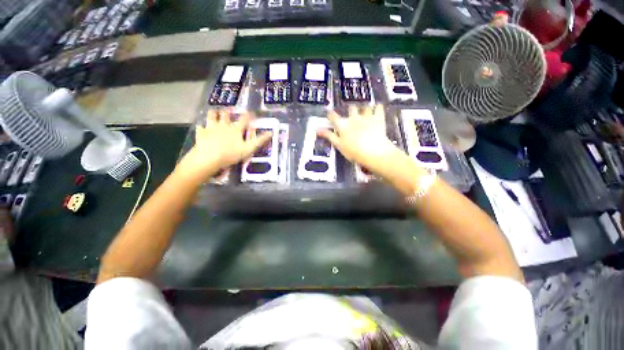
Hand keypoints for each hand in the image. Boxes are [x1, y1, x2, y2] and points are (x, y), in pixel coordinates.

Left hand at [177, 109, 271, 182]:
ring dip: (214, 113)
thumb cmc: (231, 154)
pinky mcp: (201, 133)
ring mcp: (211, 128)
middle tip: (229, 111)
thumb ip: (260, 140)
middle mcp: (224, 125)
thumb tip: (271, 133)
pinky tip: (202, 127)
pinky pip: (201, 127)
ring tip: (215, 112)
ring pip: (212, 116)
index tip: (251, 112)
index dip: (248, 115)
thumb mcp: (249, 149)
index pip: (244, 119)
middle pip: (226, 115)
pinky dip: (202, 126)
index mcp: (236, 129)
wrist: (209, 158)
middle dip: (229, 112)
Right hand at [319, 105, 406, 179]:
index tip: (330, 114)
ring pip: (365, 107)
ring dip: (364, 108)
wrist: (373, 152)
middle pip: (351, 109)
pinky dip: (378, 107)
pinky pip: (378, 108)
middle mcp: (354, 118)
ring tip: (366, 111)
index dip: (331, 114)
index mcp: (343, 125)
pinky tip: (378, 108)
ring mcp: (367, 117)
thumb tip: (318, 130)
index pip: (334, 117)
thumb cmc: (354, 151)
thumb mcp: (339, 145)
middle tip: (352, 114)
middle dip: (351, 110)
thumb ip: (329, 136)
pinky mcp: (378, 118)